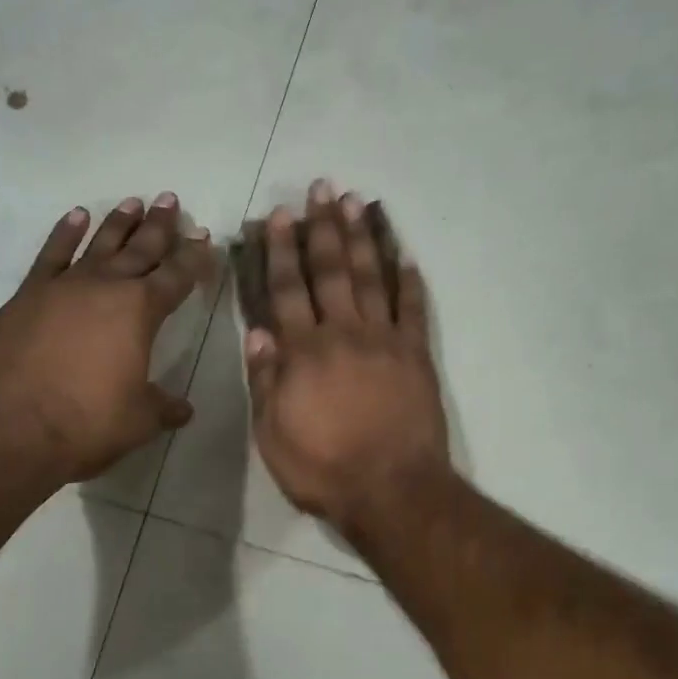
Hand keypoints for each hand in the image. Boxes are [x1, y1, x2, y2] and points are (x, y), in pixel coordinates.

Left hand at [0, 194, 212, 484]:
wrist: (9, 430)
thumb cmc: (86, 423)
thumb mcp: (139, 420)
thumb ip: (164, 407)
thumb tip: (183, 409)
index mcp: (141, 311)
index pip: (177, 276)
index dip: (194, 257)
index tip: (204, 238)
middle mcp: (105, 287)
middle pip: (140, 249)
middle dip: (159, 226)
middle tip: (170, 200)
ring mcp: (63, 287)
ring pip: (98, 244)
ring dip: (118, 222)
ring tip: (133, 202)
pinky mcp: (27, 296)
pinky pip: (51, 254)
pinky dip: (64, 233)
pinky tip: (76, 217)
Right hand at [244, 180, 448, 533]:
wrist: (391, 490)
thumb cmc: (323, 469)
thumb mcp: (273, 434)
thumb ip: (265, 381)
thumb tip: (260, 333)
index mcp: (304, 352)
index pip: (288, 290)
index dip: (282, 251)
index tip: (280, 215)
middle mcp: (344, 333)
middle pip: (331, 271)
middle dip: (323, 227)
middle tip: (322, 188)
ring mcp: (385, 341)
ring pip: (371, 278)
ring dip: (362, 238)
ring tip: (356, 202)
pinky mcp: (417, 355)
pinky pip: (413, 310)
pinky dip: (409, 282)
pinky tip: (406, 257)